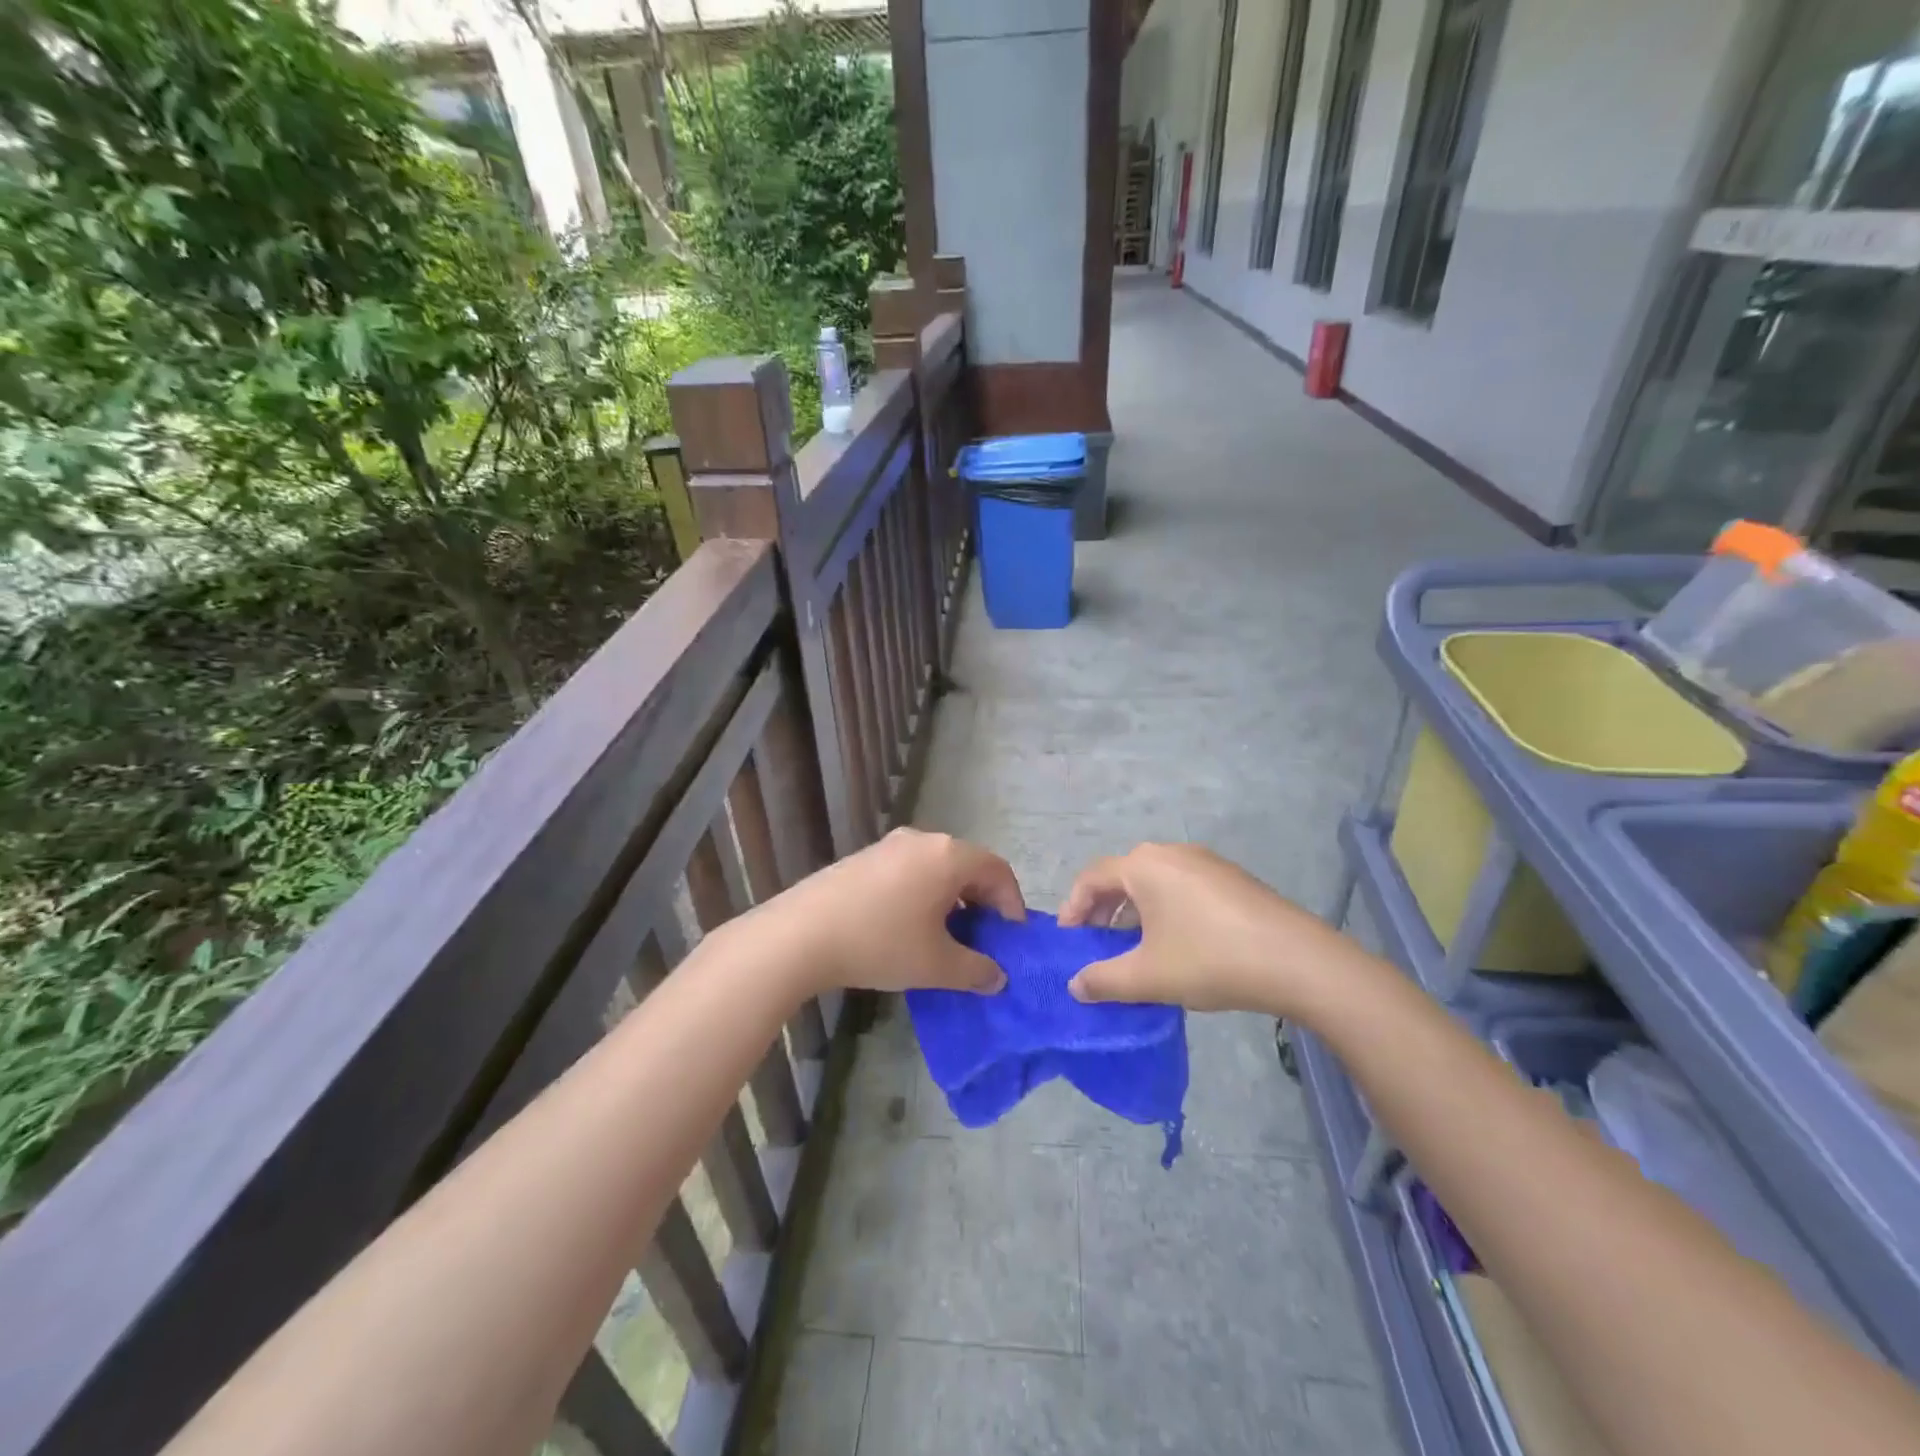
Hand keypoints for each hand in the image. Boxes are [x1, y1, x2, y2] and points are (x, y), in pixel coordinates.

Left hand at [731, 828, 1024, 996]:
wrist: (801, 934)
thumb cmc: (881, 943)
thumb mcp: (936, 964)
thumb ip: (976, 970)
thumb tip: (997, 977)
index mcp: (948, 856)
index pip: (997, 870)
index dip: (1012, 903)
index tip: (1011, 936)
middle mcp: (922, 840)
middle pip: (967, 865)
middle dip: (982, 901)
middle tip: (983, 937)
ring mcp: (889, 846)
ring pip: (936, 868)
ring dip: (951, 898)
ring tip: (947, 935)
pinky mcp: (863, 858)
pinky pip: (909, 871)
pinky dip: (922, 894)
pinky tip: (908, 926)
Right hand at [1057, 842, 1344, 1015]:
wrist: (1297, 960)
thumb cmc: (1209, 959)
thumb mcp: (1148, 976)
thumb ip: (1103, 980)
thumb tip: (1075, 985)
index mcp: (1144, 866)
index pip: (1091, 878)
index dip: (1073, 907)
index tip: (1068, 940)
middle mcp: (1171, 853)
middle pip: (1123, 876)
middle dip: (1103, 910)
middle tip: (1096, 944)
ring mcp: (1205, 862)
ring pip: (1154, 882)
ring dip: (1135, 912)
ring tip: (1134, 948)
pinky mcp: (1231, 878)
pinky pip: (1182, 888)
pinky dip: (1165, 910)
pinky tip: (1177, 945)